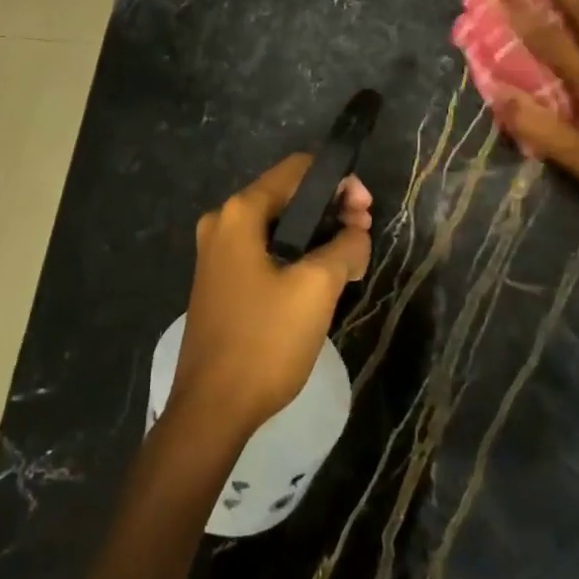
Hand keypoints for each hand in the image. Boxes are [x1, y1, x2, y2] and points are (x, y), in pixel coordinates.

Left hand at [168, 155, 372, 445]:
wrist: (212, 409)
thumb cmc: (264, 340)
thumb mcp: (317, 288)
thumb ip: (346, 247)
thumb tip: (356, 233)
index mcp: (240, 213)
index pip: (297, 169)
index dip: (338, 181)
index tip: (366, 210)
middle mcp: (222, 222)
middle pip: (287, 195)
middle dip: (330, 209)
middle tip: (363, 235)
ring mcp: (217, 253)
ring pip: (279, 226)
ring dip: (317, 234)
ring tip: (350, 260)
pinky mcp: (221, 281)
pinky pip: (265, 251)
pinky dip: (297, 254)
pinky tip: (321, 279)